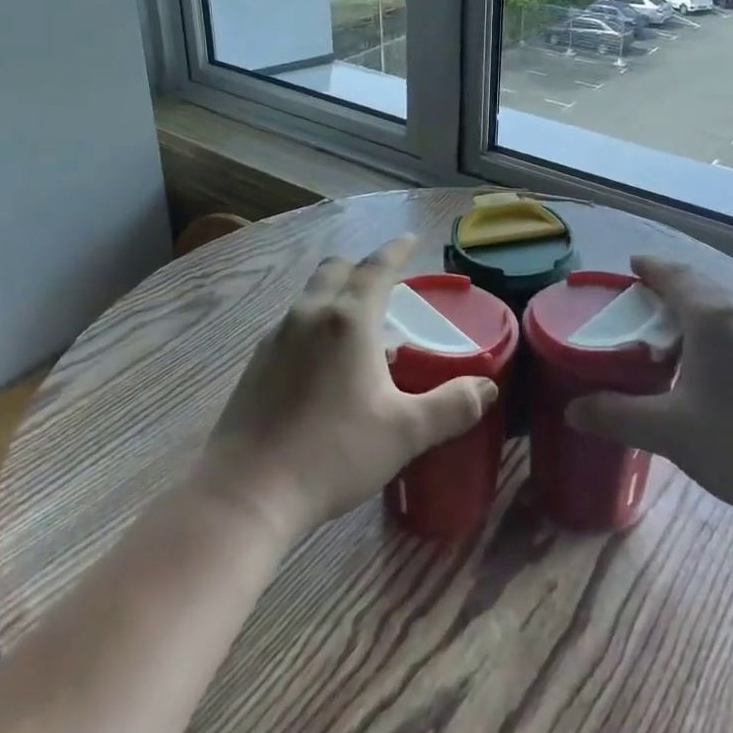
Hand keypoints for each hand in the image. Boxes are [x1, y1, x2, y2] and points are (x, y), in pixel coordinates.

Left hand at [196, 236, 498, 540]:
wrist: (245, 494)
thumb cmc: (332, 454)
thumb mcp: (404, 433)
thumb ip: (451, 406)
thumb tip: (487, 387)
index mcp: (347, 320)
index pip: (376, 268)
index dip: (396, 250)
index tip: (412, 239)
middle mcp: (309, 316)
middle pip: (336, 271)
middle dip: (362, 267)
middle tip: (386, 283)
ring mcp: (275, 338)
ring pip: (310, 297)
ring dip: (336, 296)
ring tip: (359, 327)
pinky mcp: (255, 364)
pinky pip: (292, 325)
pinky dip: (315, 325)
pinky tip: (324, 365)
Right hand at [566, 257, 732, 526]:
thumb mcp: (668, 432)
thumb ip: (616, 416)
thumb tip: (572, 410)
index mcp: (712, 316)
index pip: (674, 275)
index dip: (649, 267)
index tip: (630, 266)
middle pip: (701, 286)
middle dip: (670, 288)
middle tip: (642, 304)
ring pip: (726, 307)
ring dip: (697, 310)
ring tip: (674, 336)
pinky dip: (719, 330)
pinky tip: (715, 366)